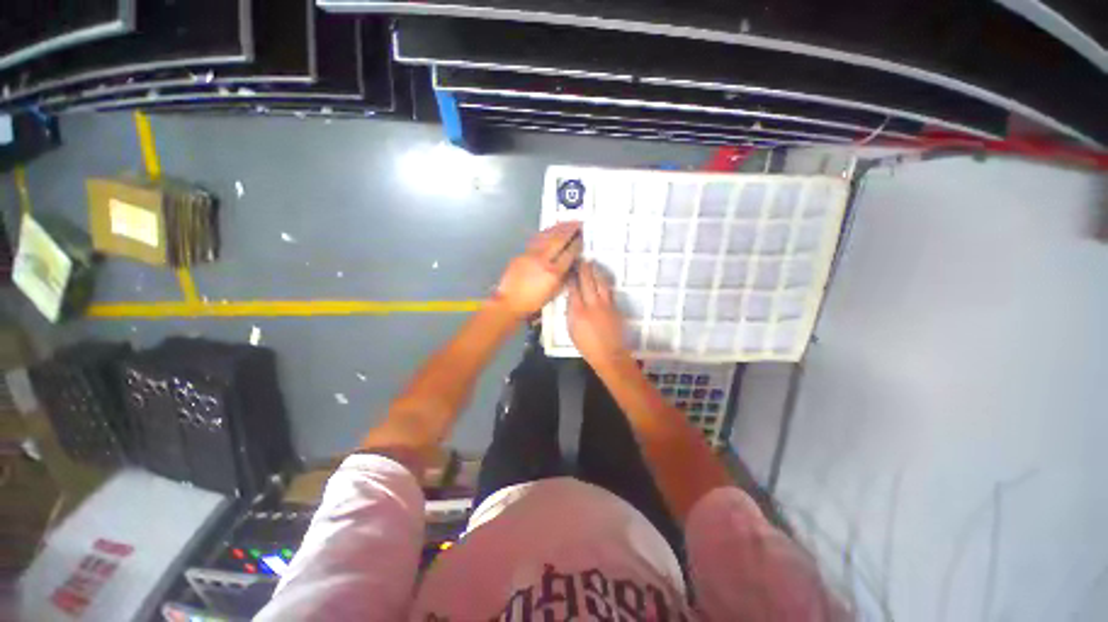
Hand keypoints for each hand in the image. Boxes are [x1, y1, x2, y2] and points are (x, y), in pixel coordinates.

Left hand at [495, 222, 582, 317]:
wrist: (509, 301)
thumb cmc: (533, 302)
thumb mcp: (553, 293)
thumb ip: (564, 278)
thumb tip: (571, 265)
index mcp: (553, 273)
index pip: (568, 254)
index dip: (577, 244)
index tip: (582, 238)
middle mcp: (543, 260)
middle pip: (558, 240)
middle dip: (570, 230)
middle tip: (578, 223)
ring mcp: (531, 255)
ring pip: (547, 236)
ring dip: (558, 228)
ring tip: (567, 222)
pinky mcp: (522, 254)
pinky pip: (537, 240)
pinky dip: (545, 233)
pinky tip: (550, 230)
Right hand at [568, 261, 629, 366]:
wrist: (609, 354)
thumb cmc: (586, 346)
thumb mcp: (572, 330)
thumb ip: (571, 312)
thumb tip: (571, 299)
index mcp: (578, 311)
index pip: (574, 289)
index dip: (572, 278)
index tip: (570, 270)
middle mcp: (592, 304)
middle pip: (587, 282)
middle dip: (584, 269)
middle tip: (582, 260)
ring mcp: (605, 305)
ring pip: (600, 284)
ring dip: (596, 272)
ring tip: (593, 264)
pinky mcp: (615, 307)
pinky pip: (608, 291)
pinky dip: (604, 283)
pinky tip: (601, 280)